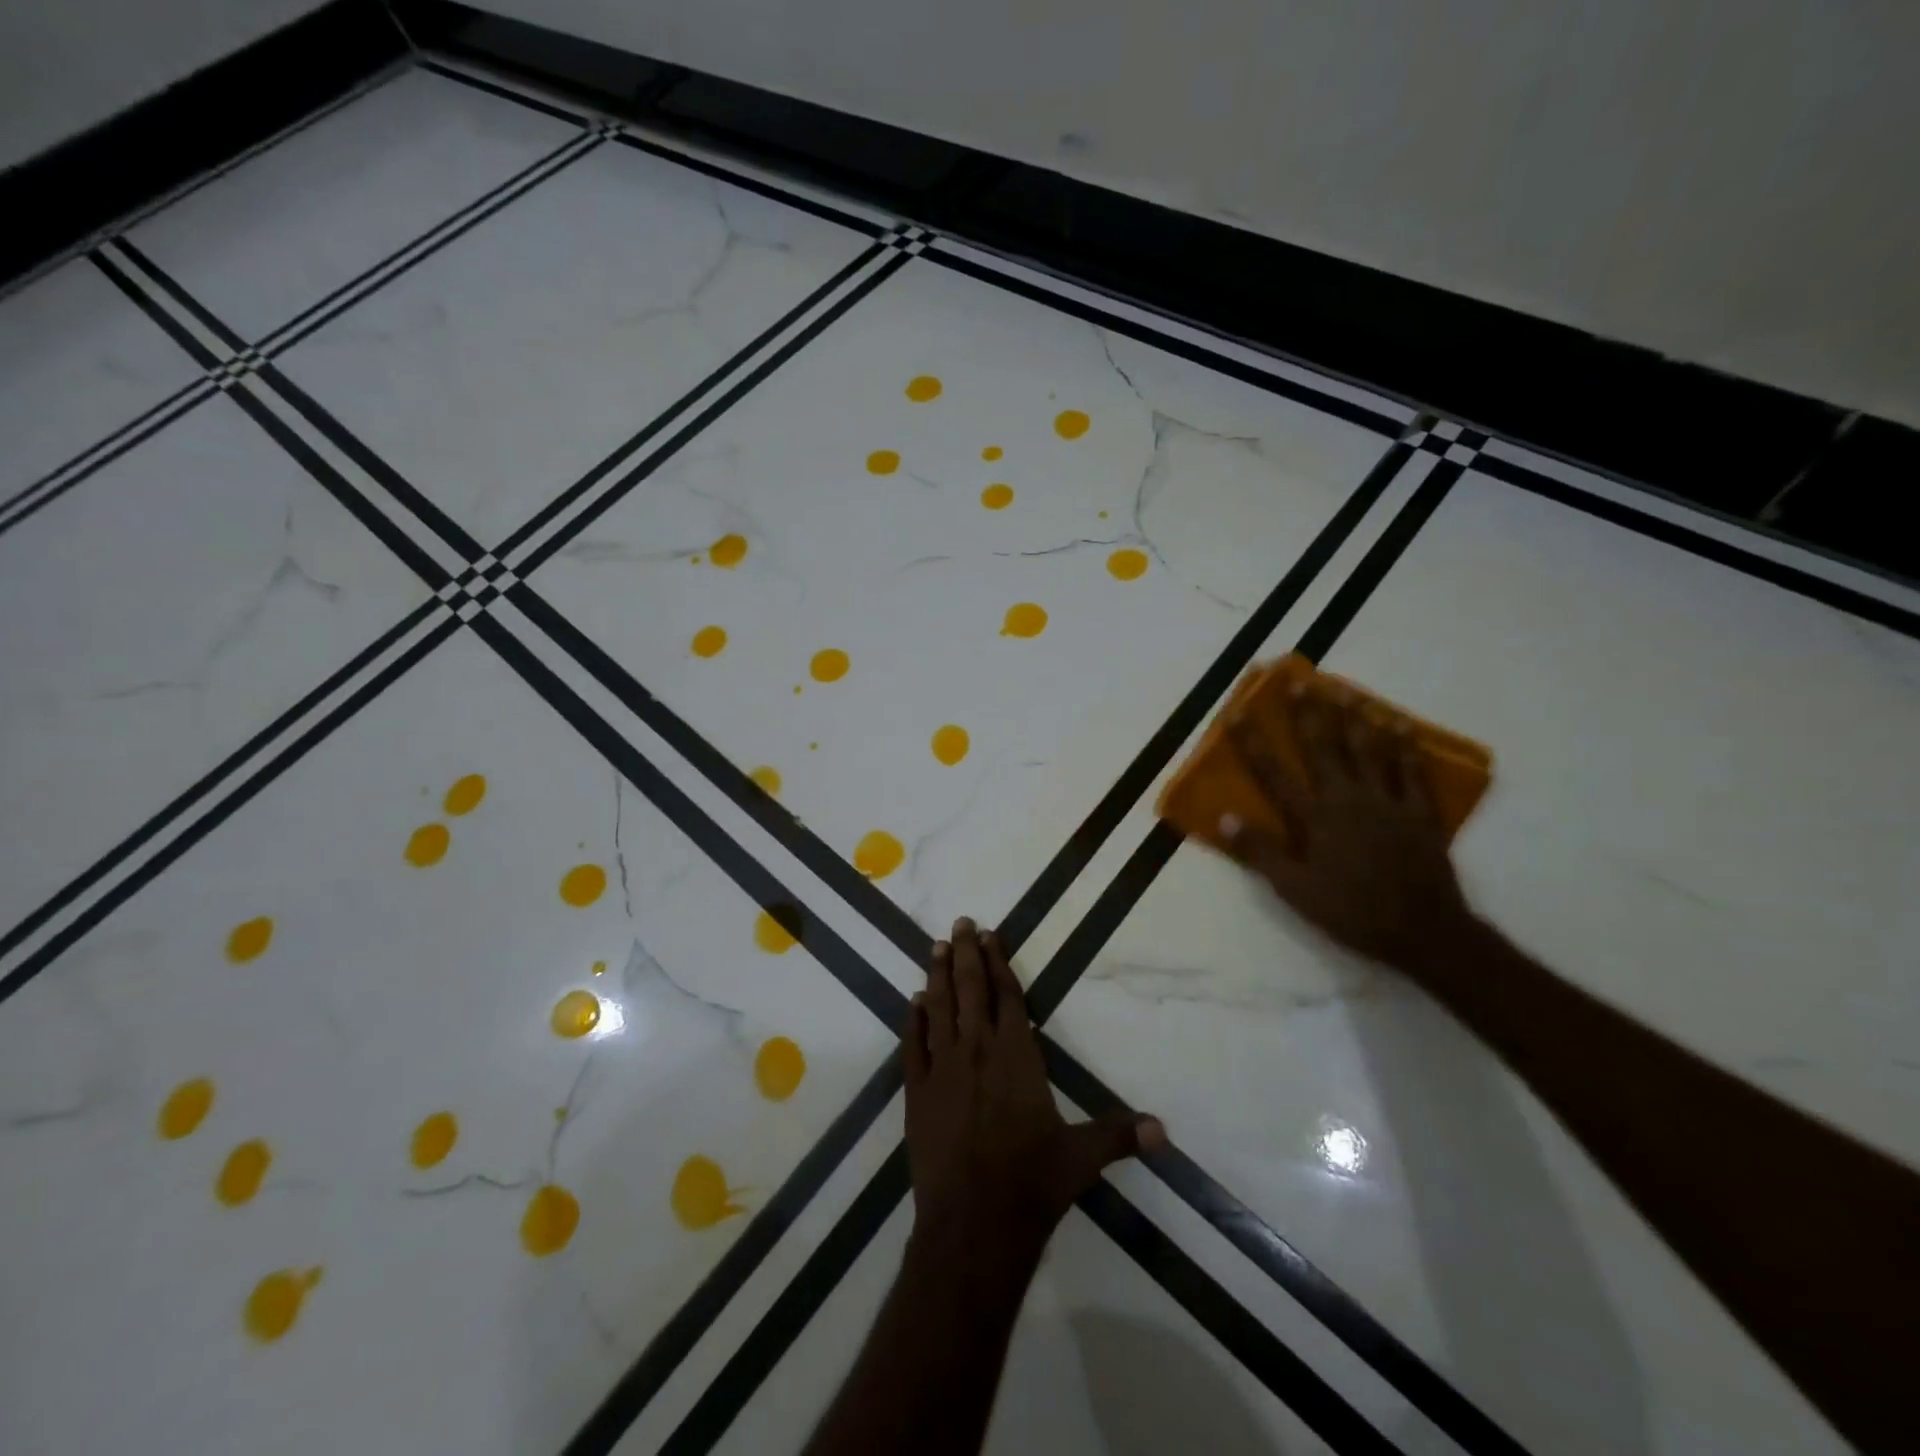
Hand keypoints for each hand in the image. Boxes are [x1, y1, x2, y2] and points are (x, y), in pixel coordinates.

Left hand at [903, 919, 1164, 1248]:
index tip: (990, 935)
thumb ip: (1119, 1135)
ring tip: (937, 946)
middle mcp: (977, 1050)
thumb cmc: (1032, 1182)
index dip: (998, 963)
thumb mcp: (1082, 1156)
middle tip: (961, 923)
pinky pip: (914, 1045)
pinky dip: (914, 1019)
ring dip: (938, 975)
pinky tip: (914, 1001)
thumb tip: (1163, 1130)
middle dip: (966, 953)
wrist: (974, 1223)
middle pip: (970, 989)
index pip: (1007, 996)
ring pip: (940, 1008)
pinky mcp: (917, 1092)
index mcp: (1016, 1055)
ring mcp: (943, 1069)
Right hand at [1223, 682, 1477, 978]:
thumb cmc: (1351, 911)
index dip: (1253, 741)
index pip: (1274, 773)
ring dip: (1355, 718)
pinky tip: (1402, 726)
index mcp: (1315, 818)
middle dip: (1308, 713)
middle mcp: (1348, 799)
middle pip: (1324, 748)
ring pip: (1369, 750)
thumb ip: (1260, 852)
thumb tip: (1224, 818)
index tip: (1237, 711)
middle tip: (1300, 680)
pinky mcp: (1419, 813)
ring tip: (1346, 690)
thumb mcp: (1295, 889)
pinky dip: (1406, 747)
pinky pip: (1412, 772)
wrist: (1423, 932)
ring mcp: (1387, 802)